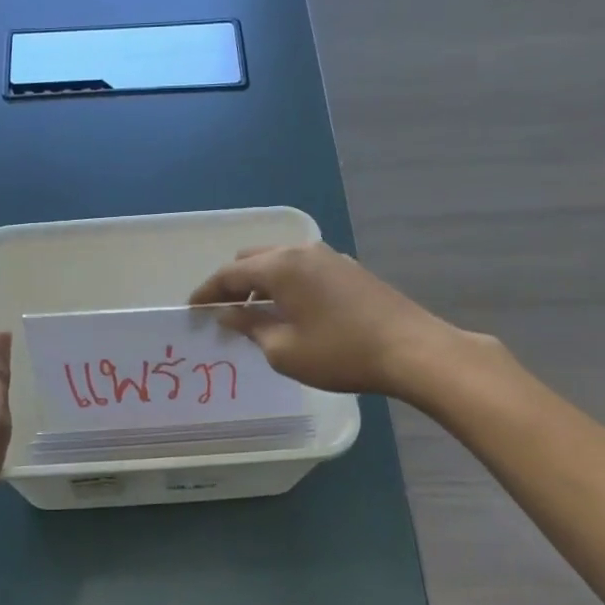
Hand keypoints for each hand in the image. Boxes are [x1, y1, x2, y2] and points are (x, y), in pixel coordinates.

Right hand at [188, 242, 459, 396]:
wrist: (411, 350)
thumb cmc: (340, 353)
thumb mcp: (284, 349)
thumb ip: (250, 326)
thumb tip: (229, 314)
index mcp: (281, 267)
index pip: (230, 274)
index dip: (208, 292)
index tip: (192, 310)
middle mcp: (302, 252)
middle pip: (254, 260)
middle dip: (233, 283)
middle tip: (223, 311)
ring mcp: (330, 257)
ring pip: (280, 262)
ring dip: (261, 283)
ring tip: (254, 314)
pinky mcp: (349, 269)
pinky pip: (303, 269)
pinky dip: (285, 284)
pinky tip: (290, 310)